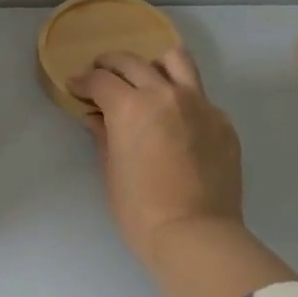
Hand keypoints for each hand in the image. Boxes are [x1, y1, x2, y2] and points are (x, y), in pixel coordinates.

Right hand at [70, 49, 244, 265]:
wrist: (196, 235)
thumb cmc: (140, 210)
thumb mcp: (111, 171)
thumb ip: (104, 136)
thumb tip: (97, 118)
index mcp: (131, 106)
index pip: (101, 80)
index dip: (83, 81)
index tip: (75, 87)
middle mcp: (166, 95)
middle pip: (133, 62)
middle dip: (110, 64)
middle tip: (101, 75)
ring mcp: (200, 105)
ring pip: (176, 61)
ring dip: (154, 65)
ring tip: (146, 80)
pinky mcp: (222, 122)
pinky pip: (199, 96)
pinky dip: (181, 98)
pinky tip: (175, 121)